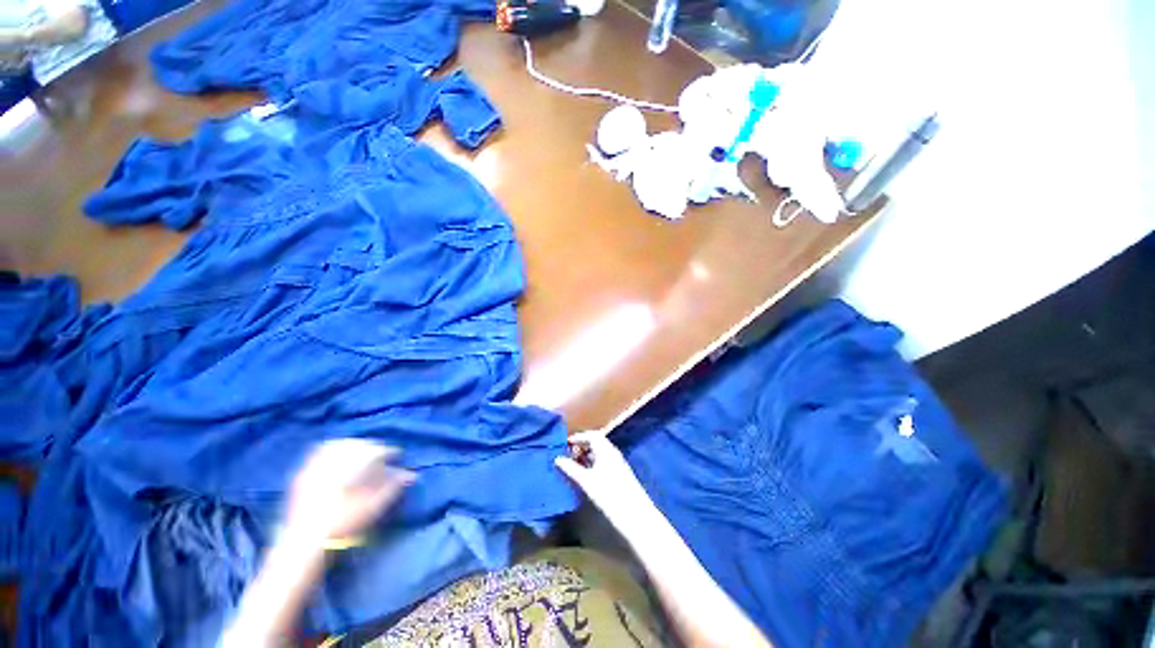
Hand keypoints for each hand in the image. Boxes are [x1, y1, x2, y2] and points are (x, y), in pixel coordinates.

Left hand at [283, 439, 414, 543]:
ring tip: (362, 453)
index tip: (397, 456)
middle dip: (372, 447)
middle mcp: (332, 462)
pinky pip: (319, 452)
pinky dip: (333, 450)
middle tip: (382, 455)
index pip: (376, 451)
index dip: (389, 452)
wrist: (303, 546)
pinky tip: (338, 458)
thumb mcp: (372, 508)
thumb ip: (392, 487)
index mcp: (350, 468)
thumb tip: (411, 474)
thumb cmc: (341, 527)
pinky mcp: (302, 475)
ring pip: (338, 445)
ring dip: (353, 446)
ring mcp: (314, 467)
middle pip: (357, 444)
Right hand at [554, 432, 652, 528]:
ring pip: (599, 454)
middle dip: (581, 447)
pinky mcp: (620, 475)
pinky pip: (603, 463)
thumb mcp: (586, 481)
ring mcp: (618, 464)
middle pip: (596, 443)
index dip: (578, 437)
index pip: (592, 435)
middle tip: (567, 454)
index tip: (565, 442)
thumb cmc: (609, 494)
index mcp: (606, 450)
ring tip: (573, 465)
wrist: (635, 515)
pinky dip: (592, 465)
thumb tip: (557, 459)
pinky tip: (585, 476)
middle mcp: (613, 453)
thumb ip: (571, 469)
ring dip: (586, 457)